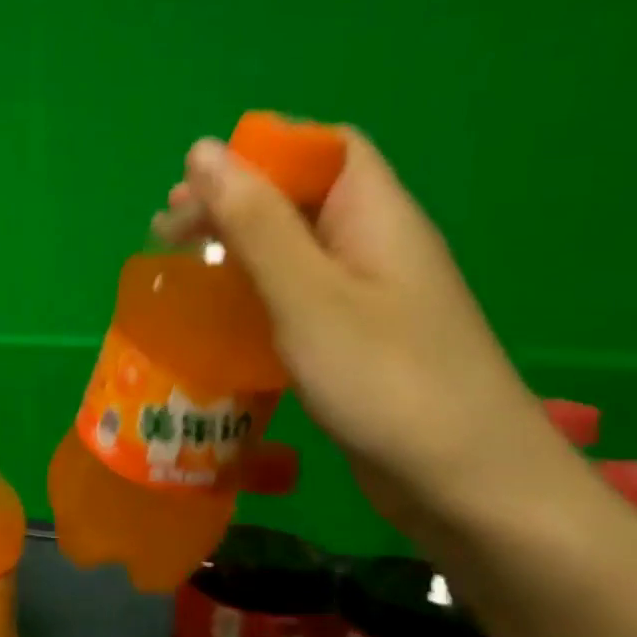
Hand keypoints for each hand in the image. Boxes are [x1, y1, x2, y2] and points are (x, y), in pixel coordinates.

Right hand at [172, 129, 577, 541]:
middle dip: (230, 202)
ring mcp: (365, 297)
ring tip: (178, 268)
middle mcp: (373, 247)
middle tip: (167, 231)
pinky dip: (249, 291)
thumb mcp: (308, 294)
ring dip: (233, 248)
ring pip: (291, 248)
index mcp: (376, 217)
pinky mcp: (352, 340)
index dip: (261, 151)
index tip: (195, 183)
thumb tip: (203, 151)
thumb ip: (256, 223)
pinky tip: (216, 316)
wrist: (469, 487)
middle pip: (299, 197)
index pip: (325, 149)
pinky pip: (293, 295)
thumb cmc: (387, 380)